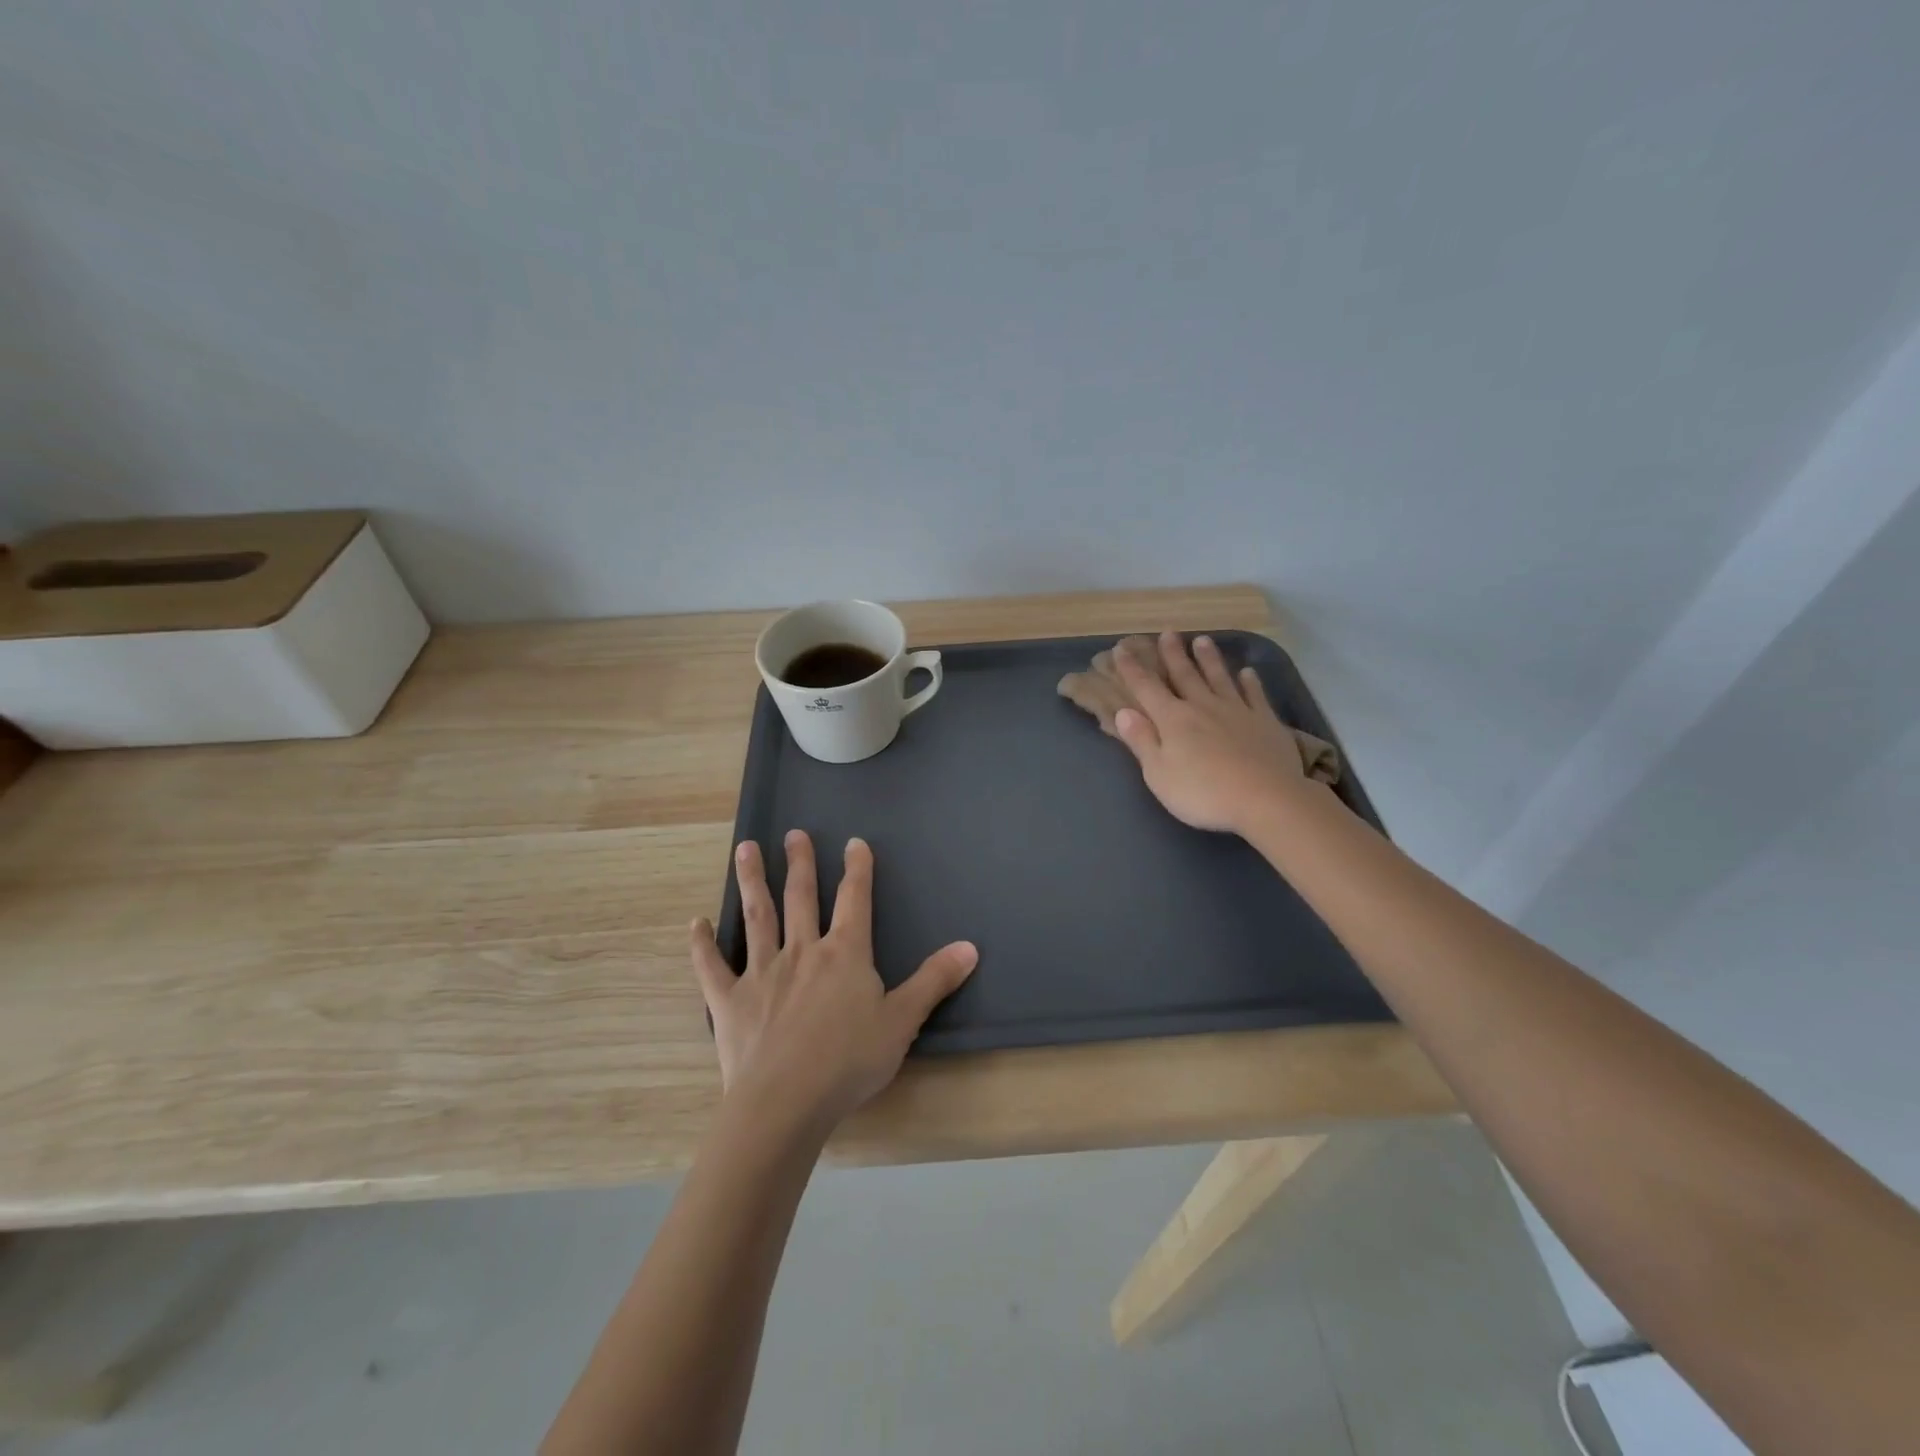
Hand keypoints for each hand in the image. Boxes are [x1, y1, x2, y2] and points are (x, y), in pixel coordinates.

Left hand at [689, 832, 977, 1127]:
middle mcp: (803, 951)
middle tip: (793, 833)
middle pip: (801, 898)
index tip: (854, 842)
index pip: (855, 900)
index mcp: (845, 954)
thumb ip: (934, 981)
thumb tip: (970, 947)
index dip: (857, 870)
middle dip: (800, 863)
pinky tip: (696, 923)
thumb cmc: (849, 1061)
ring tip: (744, 849)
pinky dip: (702, 945)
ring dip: (752, 881)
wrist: (786, 1102)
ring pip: (758, 917)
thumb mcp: (903, 1021)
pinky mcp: (729, 1001)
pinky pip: (712, 967)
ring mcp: (762, 973)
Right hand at [1110, 631, 1306, 834]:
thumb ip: (1141, 741)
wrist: (1266, 799)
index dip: (1132, 668)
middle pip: (1185, 675)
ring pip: (1219, 678)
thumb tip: (1124, 711)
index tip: (1121, 648)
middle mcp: (1203, 706)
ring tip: (1202, 640)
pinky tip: (1247, 673)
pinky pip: (1255, 695)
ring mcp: (1237, 711)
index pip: (1146, 688)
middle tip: (1168, 632)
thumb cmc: (1203, 793)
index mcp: (1173, 720)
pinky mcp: (1265, 722)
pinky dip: (1250, 682)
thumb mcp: (1159, 774)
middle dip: (1173, 654)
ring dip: (1209, 659)